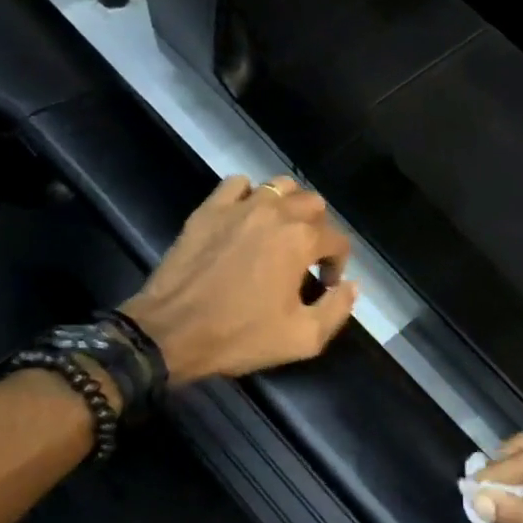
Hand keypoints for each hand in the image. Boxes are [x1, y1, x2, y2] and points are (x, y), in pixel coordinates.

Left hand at [122, 175, 359, 384]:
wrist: (169, 333)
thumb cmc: (240, 336)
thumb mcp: (303, 338)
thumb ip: (337, 309)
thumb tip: (352, 286)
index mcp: (301, 240)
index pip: (338, 240)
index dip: (338, 264)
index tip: (326, 286)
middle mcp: (276, 213)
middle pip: (313, 204)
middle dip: (318, 229)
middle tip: (307, 257)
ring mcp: (239, 207)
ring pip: (279, 186)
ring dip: (289, 205)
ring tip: (282, 231)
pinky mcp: (208, 210)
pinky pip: (237, 184)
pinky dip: (249, 194)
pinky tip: (246, 217)